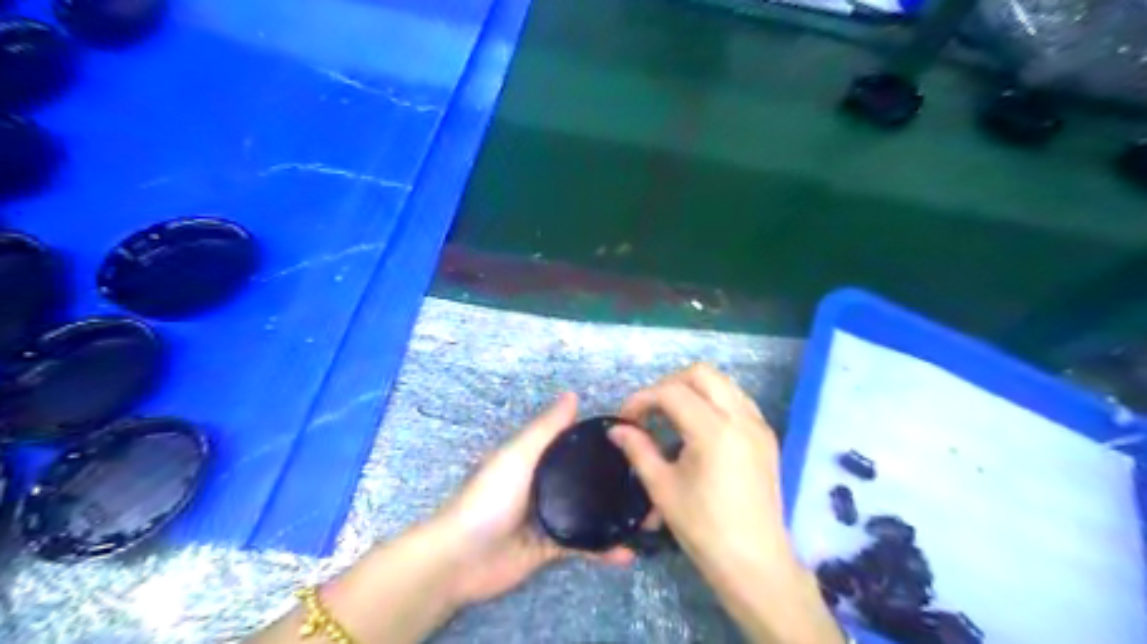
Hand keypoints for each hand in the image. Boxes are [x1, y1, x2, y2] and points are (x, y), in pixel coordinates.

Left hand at [430, 394, 631, 609]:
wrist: (461, 558)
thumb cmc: (489, 498)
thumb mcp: (517, 456)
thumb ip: (546, 429)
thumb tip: (573, 394)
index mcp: (539, 458)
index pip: (578, 445)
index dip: (606, 443)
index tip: (642, 442)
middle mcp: (549, 484)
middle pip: (590, 480)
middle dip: (620, 483)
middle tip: (654, 485)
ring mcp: (552, 517)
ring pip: (593, 513)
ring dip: (619, 517)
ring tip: (652, 518)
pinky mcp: (552, 549)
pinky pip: (585, 546)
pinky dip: (605, 550)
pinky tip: (629, 553)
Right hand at [608, 366, 790, 571]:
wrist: (754, 562)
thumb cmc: (704, 528)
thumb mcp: (662, 488)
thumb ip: (638, 449)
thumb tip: (616, 429)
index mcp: (713, 429)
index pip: (671, 392)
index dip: (642, 399)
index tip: (626, 418)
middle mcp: (740, 417)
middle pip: (701, 373)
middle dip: (669, 384)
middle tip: (650, 410)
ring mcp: (757, 424)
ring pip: (722, 382)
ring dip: (692, 389)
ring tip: (672, 416)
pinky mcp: (766, 436)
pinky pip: (737, 400)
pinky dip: (714, 400)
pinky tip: (699, 426)